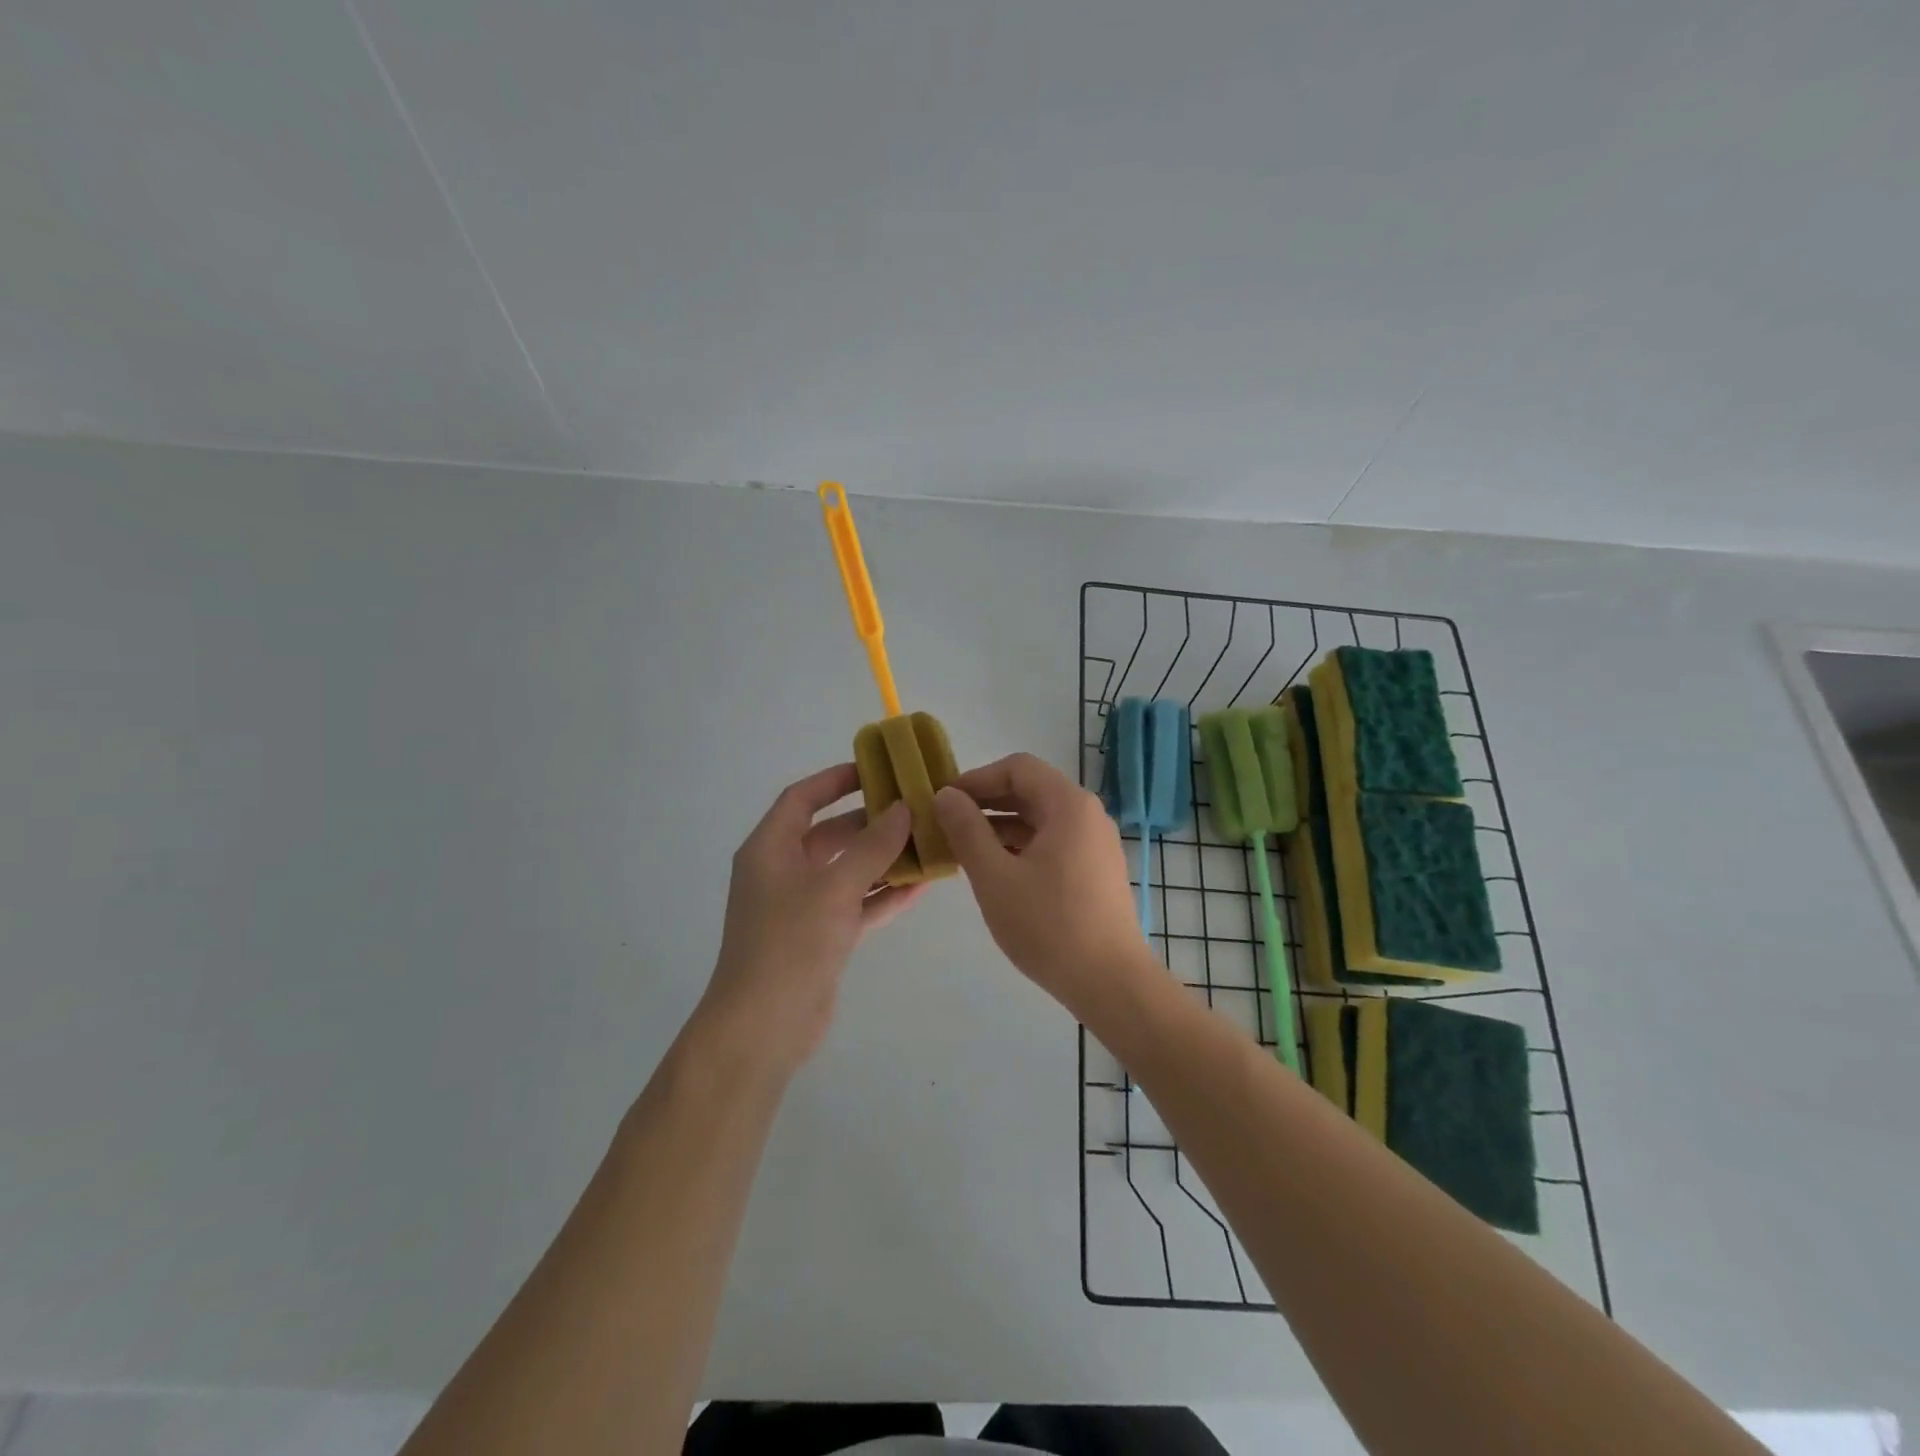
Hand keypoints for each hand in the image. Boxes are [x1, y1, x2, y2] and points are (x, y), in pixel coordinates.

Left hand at [697, 764, 920, 1076]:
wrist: (764, 1027)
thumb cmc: (790, 943)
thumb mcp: (834, 887)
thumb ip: (872, 846)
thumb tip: (903, 808)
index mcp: (770, 849)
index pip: (802, 799)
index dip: (835, 780)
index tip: (875, 770)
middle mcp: (782, 872)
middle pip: (830, 834)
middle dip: (871, 822)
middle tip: (915, 809)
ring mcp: (802, 906)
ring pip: (847, 870)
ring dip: (883, 859)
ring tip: (927, 843)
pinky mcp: (820, 937)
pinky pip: (856, 904)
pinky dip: (882, 895)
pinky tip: (921, 886)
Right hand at [933, 753, 1154, 1022]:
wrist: (1110, 982)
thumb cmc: (1049, 925)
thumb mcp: (995, 876)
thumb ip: (966, 830)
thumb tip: (945, 796)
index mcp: (1069, 805)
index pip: (1017, 768)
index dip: (977, 778)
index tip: (944, 801)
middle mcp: (1088, 815)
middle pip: (1031, 791)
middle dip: (986, 803)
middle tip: (947, 823)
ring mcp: (1096, 843)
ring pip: (1041, 819)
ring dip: (1001, 827)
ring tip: (964, 849)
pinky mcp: (1096, 870)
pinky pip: (1053, 842)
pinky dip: (1022, 847)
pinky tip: (996, 871)